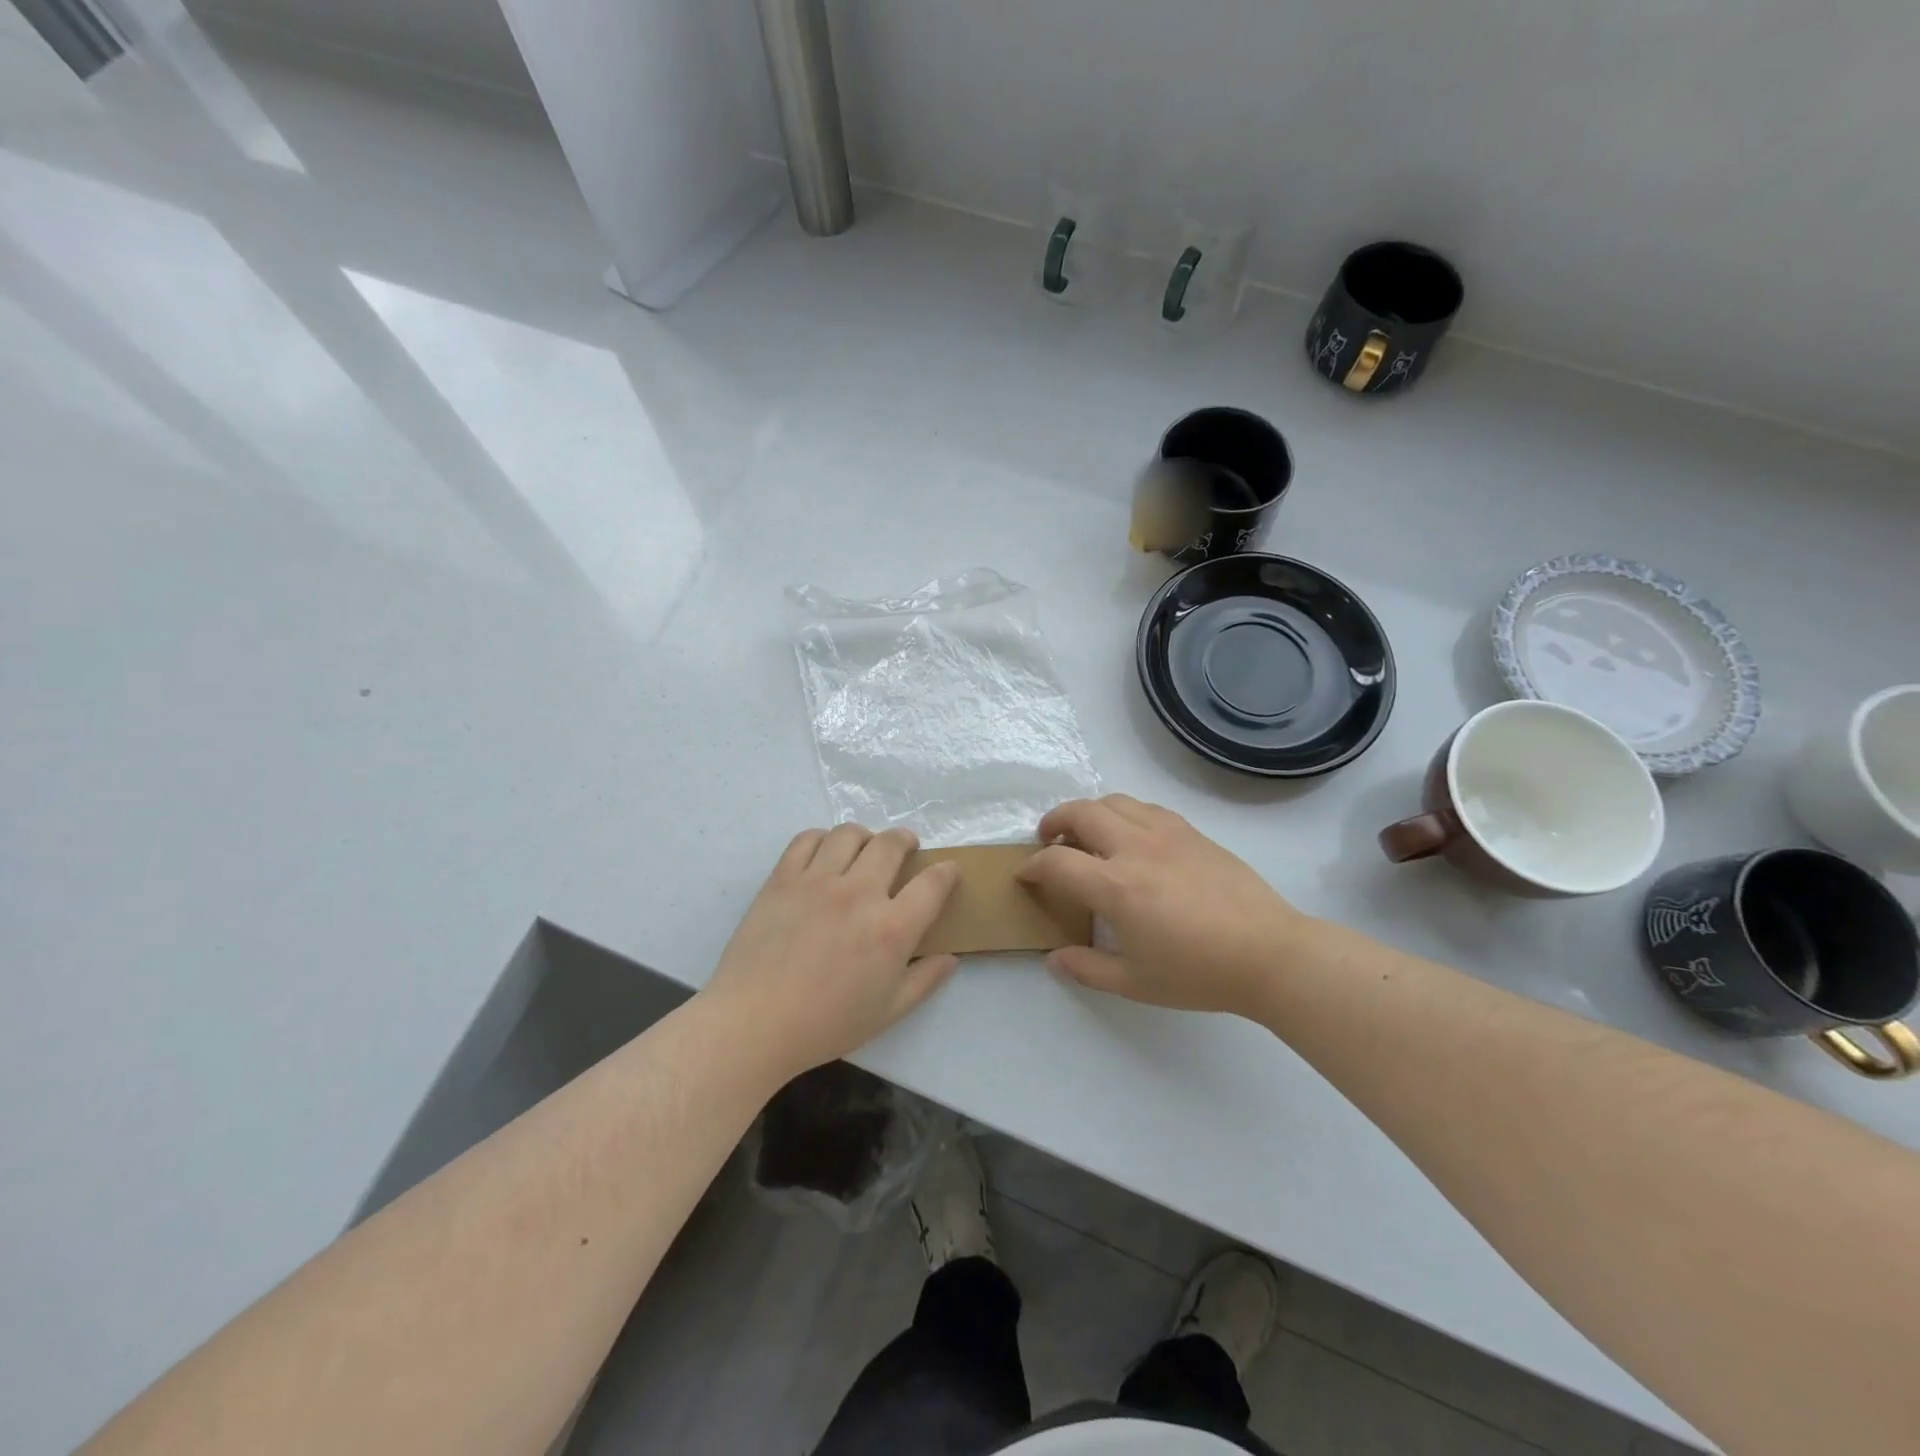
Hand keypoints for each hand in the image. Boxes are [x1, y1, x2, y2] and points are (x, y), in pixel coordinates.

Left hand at [704, 825, 961, 1076]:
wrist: (753, 1024)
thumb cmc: (825, 1024)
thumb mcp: (887, 1012)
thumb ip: (924, 981)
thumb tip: (951, 958)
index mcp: (891, 929)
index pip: (933, 883)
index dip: (947, 872)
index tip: (947, 871)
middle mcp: (859, 894)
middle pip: (892, 844)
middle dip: (906, 840)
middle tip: (906, 849)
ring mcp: (817, 881)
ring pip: (850, 834)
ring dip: (865, 836)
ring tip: (864, 849)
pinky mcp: (782, 878)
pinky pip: (806, 839)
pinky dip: (822, 839)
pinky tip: (824, 854)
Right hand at [1017, 795, 1312, 1016]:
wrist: (1268, 953)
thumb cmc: (1198, 973)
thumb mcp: (1135, 982)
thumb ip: (1088, 968)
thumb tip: (1054, 959)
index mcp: (1116, 887)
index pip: (1057, 863)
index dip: (1033, 867)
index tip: (1026, 876)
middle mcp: (1135, 848)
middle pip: (1081, 812)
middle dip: (1054, 821)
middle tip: (1048, 840)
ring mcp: (1166, 834)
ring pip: (1114, 801)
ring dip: (1089, 811)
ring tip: (1087, 833)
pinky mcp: (1191, 831)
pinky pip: (1146, 808)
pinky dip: (1124, 813)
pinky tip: (1130, 837)